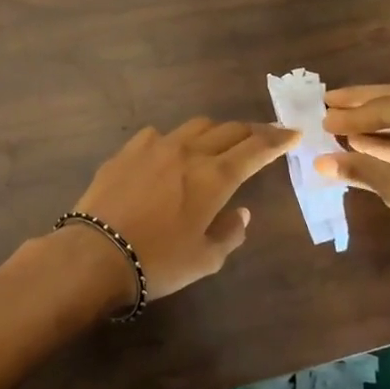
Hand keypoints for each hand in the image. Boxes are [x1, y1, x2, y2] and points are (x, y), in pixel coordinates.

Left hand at [69, 118, 298, 298]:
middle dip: (251, 132)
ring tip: (218, 143)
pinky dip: (175, 140)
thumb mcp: (206, 259)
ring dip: (215, 131)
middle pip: (228, 130)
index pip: (256, 149)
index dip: (278, 140)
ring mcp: (155, 146)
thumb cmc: (158, 262)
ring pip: (195, 126)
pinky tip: (169, 154)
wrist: (96, 253)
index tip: (293, 133)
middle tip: (262, 138)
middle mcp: (189, 152)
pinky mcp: (127, 150)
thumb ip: (230, 232)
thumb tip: (241, 211)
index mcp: (215, 177)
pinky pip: (159, 134)